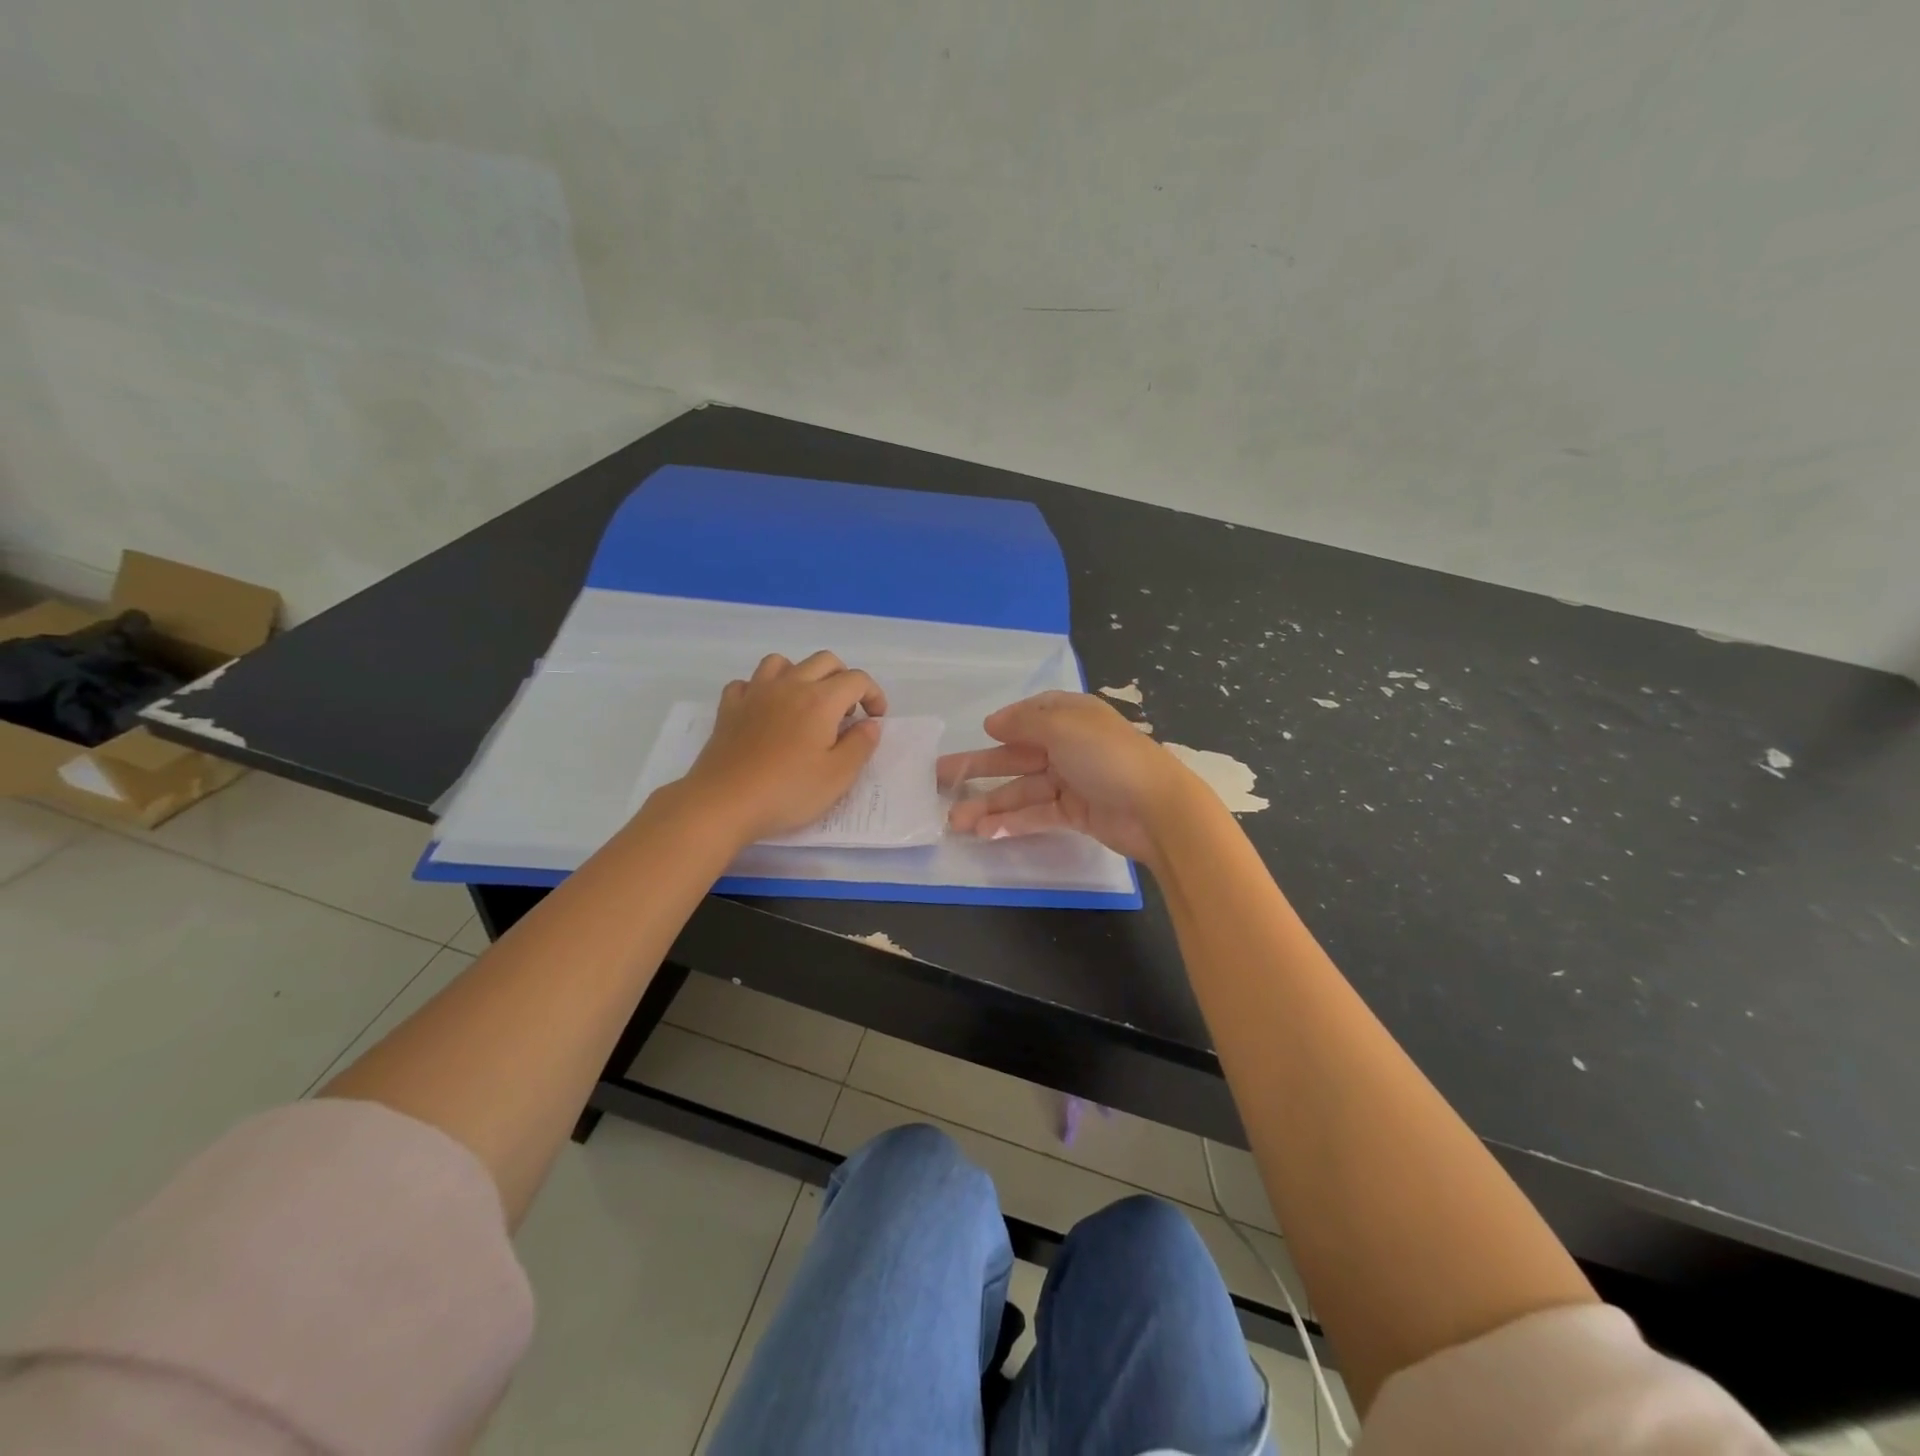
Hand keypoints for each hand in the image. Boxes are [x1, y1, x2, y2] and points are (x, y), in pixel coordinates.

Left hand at [676, 652, 886, 846]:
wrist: (723, 803)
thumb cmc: (787, 792)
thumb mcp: (838, 776)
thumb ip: (860, 745)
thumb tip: (870, 723)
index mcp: (820, 700)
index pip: (857, 680)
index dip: (874, 695)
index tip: (875, 719)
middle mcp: (789, 686)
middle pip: (824, 661)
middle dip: (843, 679)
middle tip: (846, 713)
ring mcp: (755, 693)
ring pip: (782, 662)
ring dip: (801, 675)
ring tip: (806, 703)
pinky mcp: (729, 708)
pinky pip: (747, 682)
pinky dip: (762, 689)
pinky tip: (766, 710)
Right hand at [938, 691, 1205, 865]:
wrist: (1156, 808)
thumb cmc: (1107, 756)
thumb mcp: (1063, 726)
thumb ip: (1023, 722)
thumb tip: (992, 722)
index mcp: (1070, 717)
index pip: (1032, 713)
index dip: (1005, 724)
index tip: (981, 734)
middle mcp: (1069, 746)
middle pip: (1016, 756)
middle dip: (979, 769)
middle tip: (938, 780)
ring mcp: (1072, 781)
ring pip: (1021, 790)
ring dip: (989, 804)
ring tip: (955, 821)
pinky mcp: (1075, 813)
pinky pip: (1036, 814)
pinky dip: (1012, 822)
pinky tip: (985, 832)